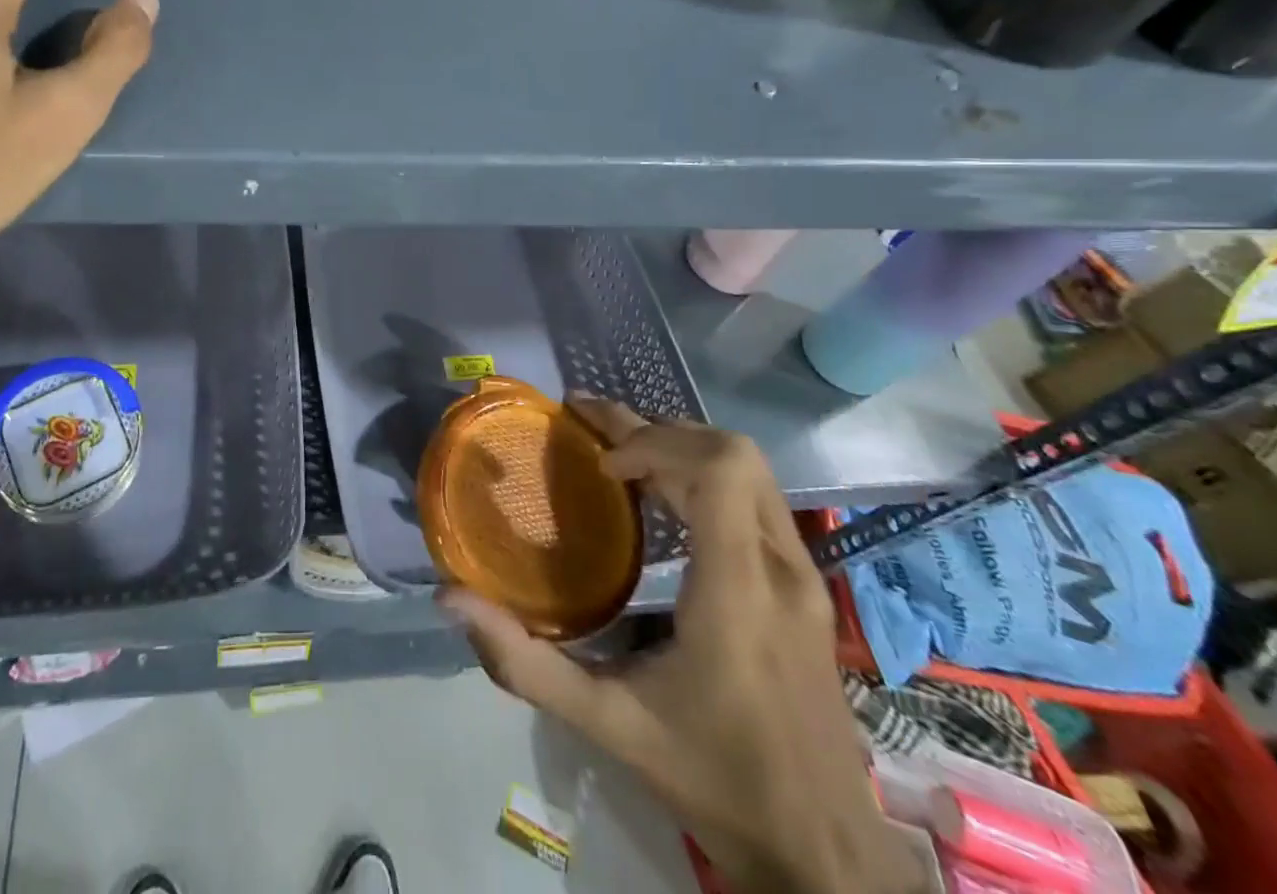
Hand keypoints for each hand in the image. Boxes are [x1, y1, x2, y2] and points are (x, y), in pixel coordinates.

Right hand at [441, 396, 924, 893]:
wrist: (825, 855)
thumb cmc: (714, 781)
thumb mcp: (608, 725)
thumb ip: (525, 663)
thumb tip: (451, 600)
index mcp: (740, 592)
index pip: (719, 468)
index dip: (655, 443)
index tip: (604, 466)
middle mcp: (781, 569)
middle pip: (732, 453)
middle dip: (656, 430)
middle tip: (591, 427)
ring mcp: (803, 576)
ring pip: (749, 470)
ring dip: (680, 447)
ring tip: (617, 453)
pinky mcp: (806, 587)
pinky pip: (755, 498)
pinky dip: (703, 475)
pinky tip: (661, 497)